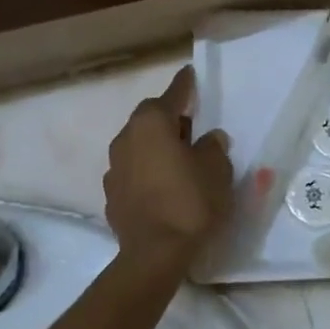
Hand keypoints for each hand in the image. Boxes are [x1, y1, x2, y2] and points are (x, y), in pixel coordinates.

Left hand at [104, 66, 232, 266]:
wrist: (154, 254)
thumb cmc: (190, 202)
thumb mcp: (217, 170)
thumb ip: (214, 148)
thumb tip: (209, 139)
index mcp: (152, 124)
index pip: (172, 95)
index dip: (184, 85)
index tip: (190, 74)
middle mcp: (126, 138)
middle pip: (150, 119)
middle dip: (170, 119)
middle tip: (191, 124)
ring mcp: (114, 168)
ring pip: (138, 146)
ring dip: (156, 147)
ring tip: (179, 157)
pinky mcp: (112, 196)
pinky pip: (133, 172)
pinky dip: (148, 171)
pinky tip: (163, 185)